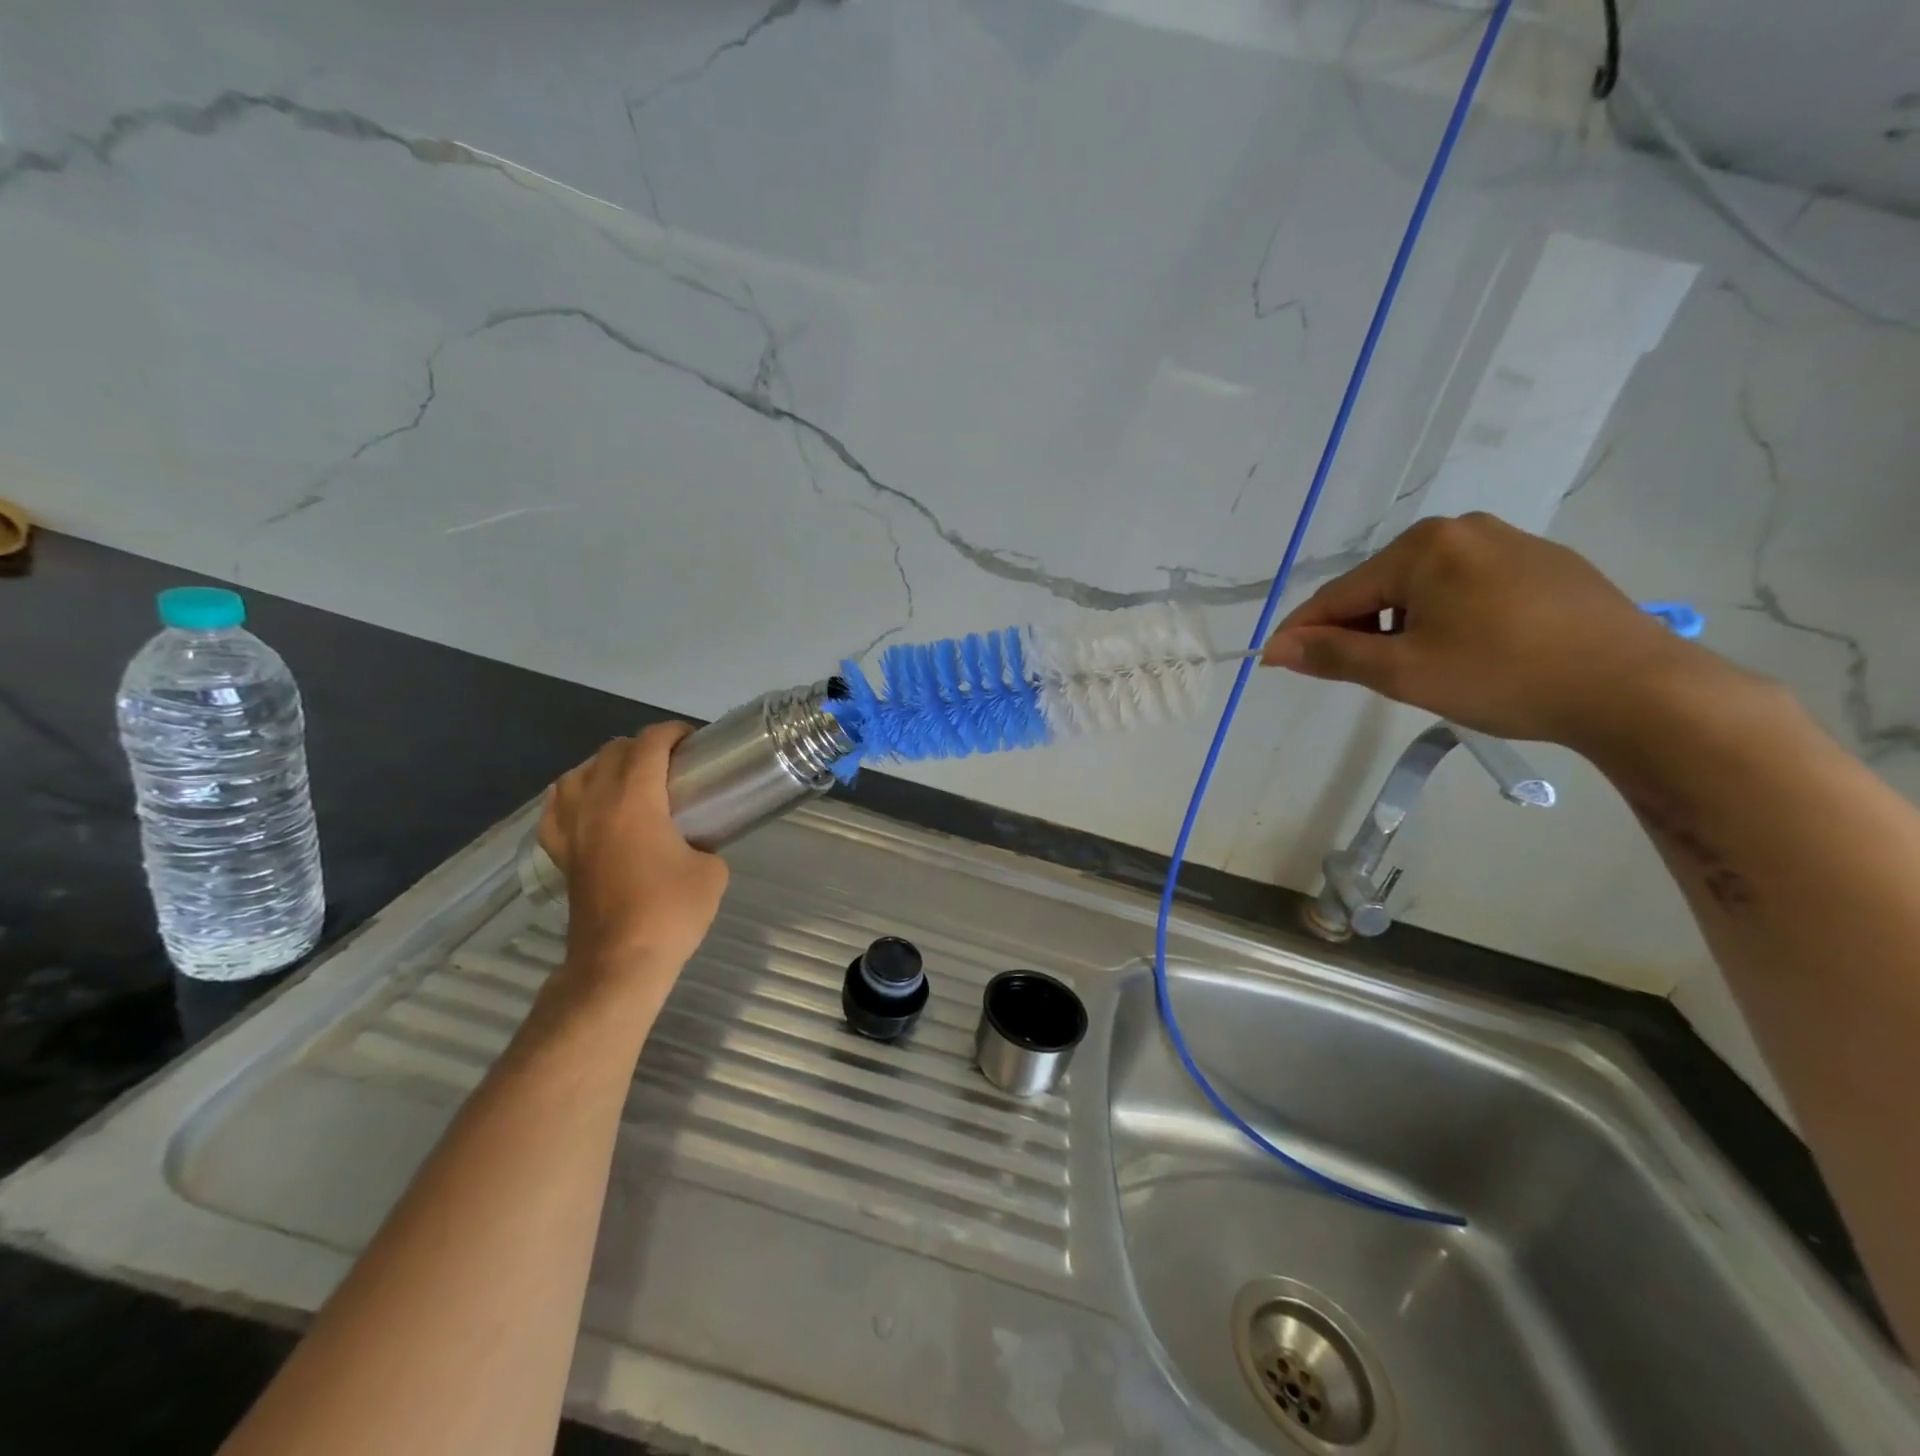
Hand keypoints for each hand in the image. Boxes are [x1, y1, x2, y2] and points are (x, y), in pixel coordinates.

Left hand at [537, 724, 728, 986]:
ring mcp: (571, 829)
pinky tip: (588, 804)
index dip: (672, 732)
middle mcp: (596, 804)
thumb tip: (696, 841)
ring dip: (605, 765)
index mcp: (635, 800)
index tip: (693, 741)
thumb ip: (706, 842)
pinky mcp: (560, 853)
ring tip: (629, 778)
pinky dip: (573, 795)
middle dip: (642, 746)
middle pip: (611, 751)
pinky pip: (556, 807)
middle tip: (671, 762)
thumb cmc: (670, 913)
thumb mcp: (712, 872)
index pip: (648, 744)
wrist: (620, 963)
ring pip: (577, 773)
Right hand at [1261, 513, 1721, 750]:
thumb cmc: (1503, 676)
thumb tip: (1277, 649)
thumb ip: (1334, 655)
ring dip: (1401, 625)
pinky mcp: (1545, 565)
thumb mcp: (1404, 672)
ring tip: (1416, 668)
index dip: (1303, 631)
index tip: (1274, 660)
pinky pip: (1467, 588)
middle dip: (1359, 628)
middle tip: (1355, 674)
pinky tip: (1465, 651)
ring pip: (1425, 588)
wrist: (1635, 688)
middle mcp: (1463, 529)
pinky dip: (1445, 617)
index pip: (1341, 593)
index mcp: (1424, 546)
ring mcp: (1510, 542)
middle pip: (1382, 585)